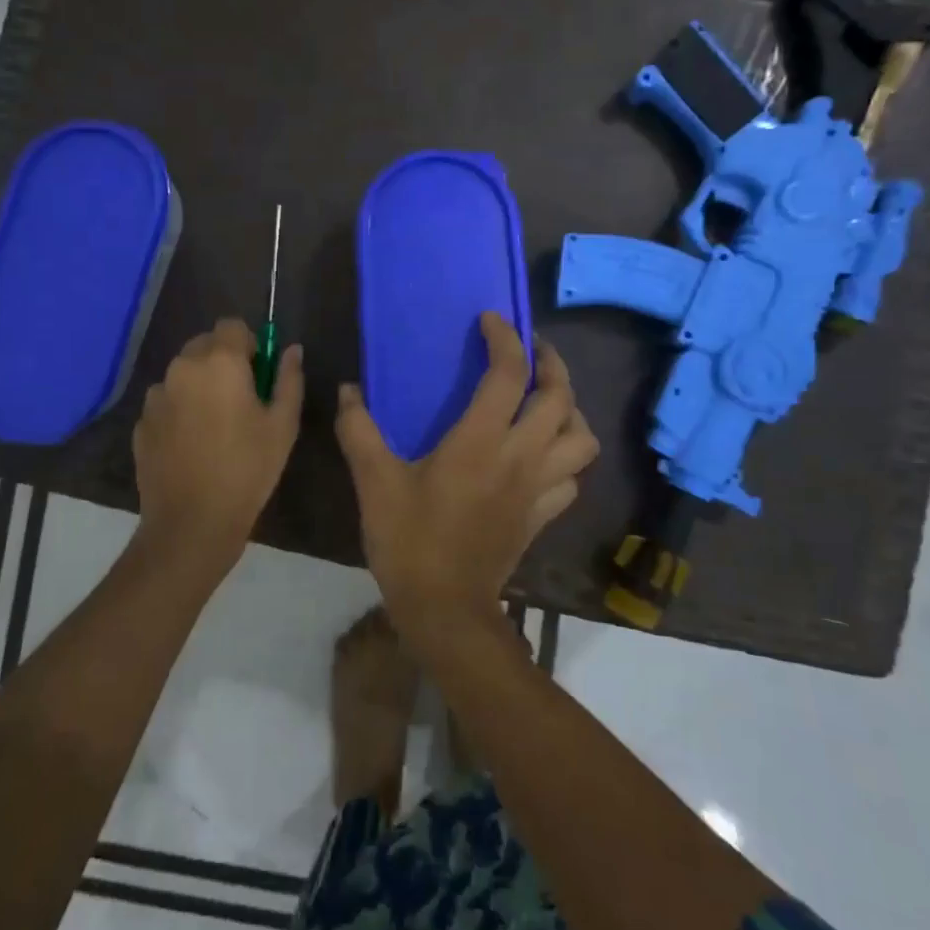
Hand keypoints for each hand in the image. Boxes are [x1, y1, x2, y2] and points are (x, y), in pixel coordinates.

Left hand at [134, 319, 303, 571]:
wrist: (192, 522)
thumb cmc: (248, 469)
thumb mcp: (283, 425)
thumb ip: (289, 379)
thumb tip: (292, 350)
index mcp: (219, 362)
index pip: (232, 325)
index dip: (248, 343)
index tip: (258, 372)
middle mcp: (182, 368)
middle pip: (204, 345)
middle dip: (223, 361)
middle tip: (241, 399)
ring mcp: (156, 395)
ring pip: (183, 373)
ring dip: (199, 384)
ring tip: (215, 425)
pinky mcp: (141, 422)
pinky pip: (166, 401)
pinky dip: (180, 410)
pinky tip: (193, 444)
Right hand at [335, 313, 598, 630]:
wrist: (445, 609)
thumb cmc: (409, 541)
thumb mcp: (374, 482)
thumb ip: (358, 431)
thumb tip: (348, 391)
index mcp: (480, 442)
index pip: (509, 374)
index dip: (505, 339)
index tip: (490, 321)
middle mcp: (520, 457)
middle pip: (560, 398)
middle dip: (552, 365)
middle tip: (531, 352)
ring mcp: (539, 488)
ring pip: (581, 438)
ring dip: (570, 411)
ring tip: (546, 401)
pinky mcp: (542, 515)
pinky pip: (572, 477)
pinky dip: (566, 456)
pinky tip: (544, 454)